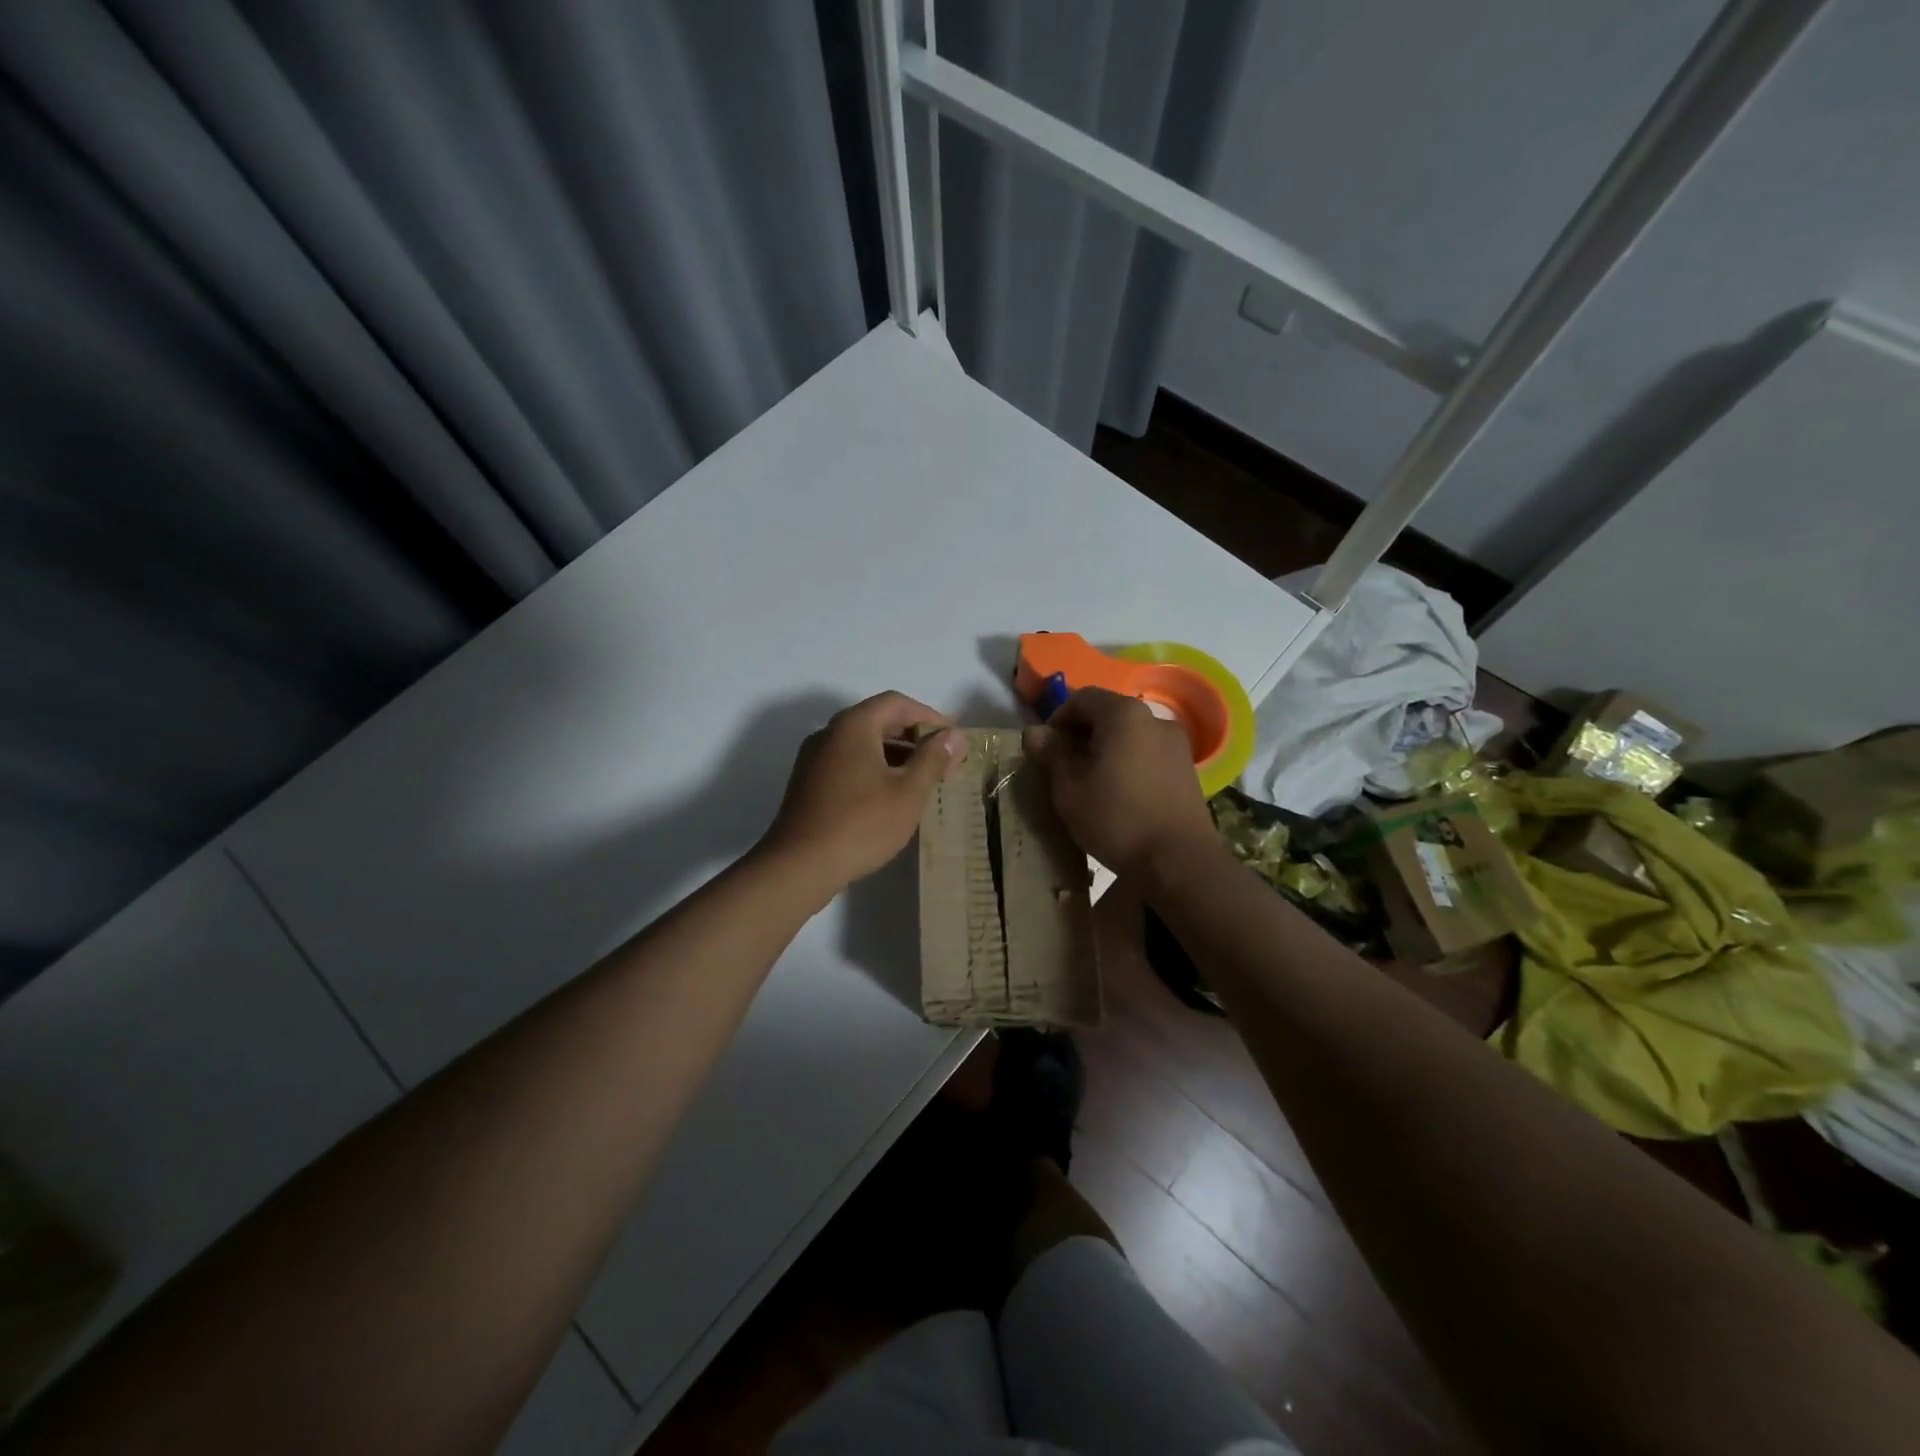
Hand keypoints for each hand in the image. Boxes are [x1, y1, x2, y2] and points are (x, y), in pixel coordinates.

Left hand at [760, 691, 967, 896]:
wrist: (799, 865)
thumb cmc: (862, 824)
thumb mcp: (908, 792)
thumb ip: (933, 759)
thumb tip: (954, 736)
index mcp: (853, 725)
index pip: (896, 703)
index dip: (929, 715)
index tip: (952, 737)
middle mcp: (829, 733)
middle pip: (878, 720)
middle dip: (914, 736)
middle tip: (943, 759)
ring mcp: (814, 758)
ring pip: (862, 744)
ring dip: (895, 754)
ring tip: (923, 779)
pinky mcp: (808, 783)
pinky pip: (848, 762)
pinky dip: (874, 768)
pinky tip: (891, 795)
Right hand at [1022, 687, 1216, 876]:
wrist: (1179, 861)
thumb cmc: (1116, 818)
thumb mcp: (1069, 788)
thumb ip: (1052, 754)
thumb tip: (1035, 732)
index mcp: (1123, 714)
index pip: (1082, 698)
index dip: (1057, 719)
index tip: (1045, 749)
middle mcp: (1155, 719)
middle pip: (1108, 714)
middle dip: (1082, 734)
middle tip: (1063, 768)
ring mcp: (1177, 744)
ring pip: (1130, 736)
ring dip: (1106, 750)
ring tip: (1091, 783)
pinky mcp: (1188, 770)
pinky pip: (1148, 754)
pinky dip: (1129, 763)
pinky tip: (1120, 795)